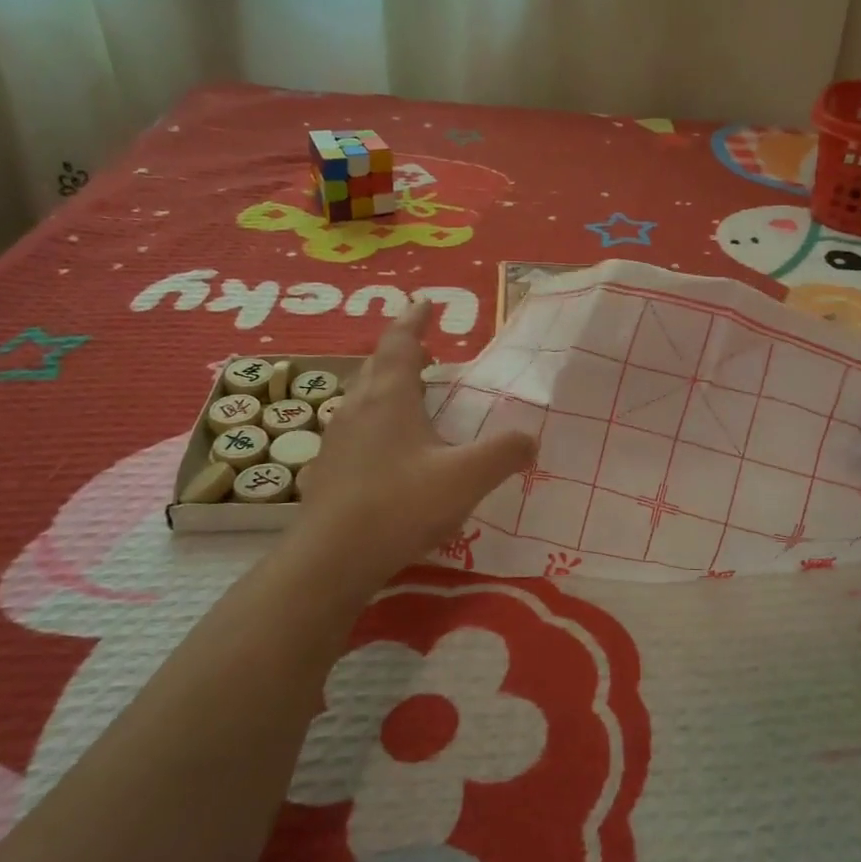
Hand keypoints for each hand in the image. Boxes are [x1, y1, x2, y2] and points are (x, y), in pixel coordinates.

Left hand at [296, 299, 536, 578]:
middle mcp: (357, 406)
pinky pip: (355, 426)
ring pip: (362, 395)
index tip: (425, 302)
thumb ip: (504, 453)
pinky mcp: (328, 467)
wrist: (331, 559)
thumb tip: (532, 438)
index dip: (415, 320)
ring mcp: (337, 437)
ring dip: (386, 384)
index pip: (400, 341)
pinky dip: (375, 419)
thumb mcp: (465, 478)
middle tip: (425, 350)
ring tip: (410, 394)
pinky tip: (389, 448)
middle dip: (401, 351)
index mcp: (389, 396)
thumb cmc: (400, 505)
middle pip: (377, 364)